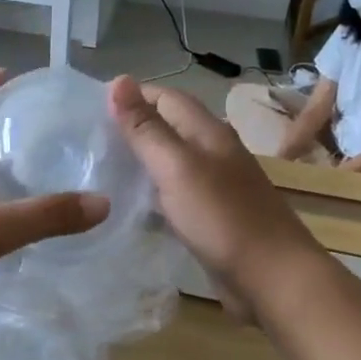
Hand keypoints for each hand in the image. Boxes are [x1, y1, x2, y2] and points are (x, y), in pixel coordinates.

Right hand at [108, 76, 319, 317]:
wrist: (274, 279)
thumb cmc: (223, 218)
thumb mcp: (176, 167)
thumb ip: (146, 128)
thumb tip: (119, 80)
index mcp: (208, 132)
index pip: (165, 97)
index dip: (131, 96)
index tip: (89, 108)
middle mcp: (213, 152)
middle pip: (168, 127)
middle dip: (131, 127)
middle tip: (87, 140)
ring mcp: (214, 186)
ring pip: (170, 161)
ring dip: (139, 160)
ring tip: (98, 168)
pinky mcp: (211, 217)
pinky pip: (174, 194)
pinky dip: (151, 192)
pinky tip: (128, 204)